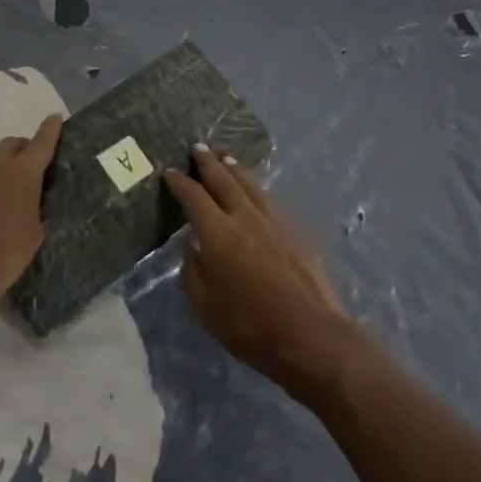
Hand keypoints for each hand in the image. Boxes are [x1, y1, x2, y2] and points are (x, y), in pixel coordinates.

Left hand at [0, 113, 63, 323]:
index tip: (54, 117)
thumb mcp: (33, 236)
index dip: (49, 130)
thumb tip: (28, 207)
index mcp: (21, 173)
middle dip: (20, 150)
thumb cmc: (3, 255)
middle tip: (26, 169)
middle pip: (9, 145)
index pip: (41, 143)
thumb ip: (33, 213)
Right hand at [165, 147, 359, 399]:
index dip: (180, 182)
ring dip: (234, 169)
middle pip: (223, 179)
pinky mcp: (295, 230)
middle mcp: (244, 216)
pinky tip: (256, 191)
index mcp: (217, 231)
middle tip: (198, 146)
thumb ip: (193, 270)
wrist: (310, 335)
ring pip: (249, 184)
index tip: (170, 171)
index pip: (193, 196)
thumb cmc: (250, 326)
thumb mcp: (205, 307)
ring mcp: (273, 220)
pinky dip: (255, 188)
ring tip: (225, 158)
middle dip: (208, 162)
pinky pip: (268, 199)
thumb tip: (195, 246)